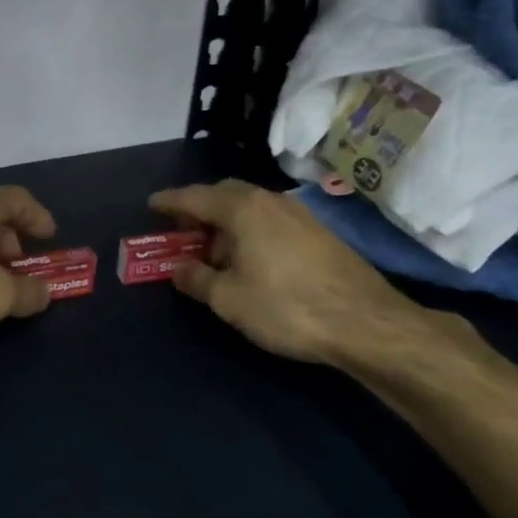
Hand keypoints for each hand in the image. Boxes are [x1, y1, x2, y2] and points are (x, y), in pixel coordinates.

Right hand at [149, 180, 416, 364]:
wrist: (366, 323)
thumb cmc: (286, 307)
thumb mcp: (228, 299)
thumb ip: (197, 279)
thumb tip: (180, 269)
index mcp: (242, 209)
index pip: (194, 197)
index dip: (169, 202)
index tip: (151, 205)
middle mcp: (270, 201)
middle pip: (225, 194)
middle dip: (199, 208)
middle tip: (181, 230)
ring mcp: (299, 214)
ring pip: (251, 207)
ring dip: (226, 221)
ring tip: (214, 250)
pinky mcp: (319, 233)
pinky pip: (270, 220)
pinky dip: (250, 230)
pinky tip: (250, 258)